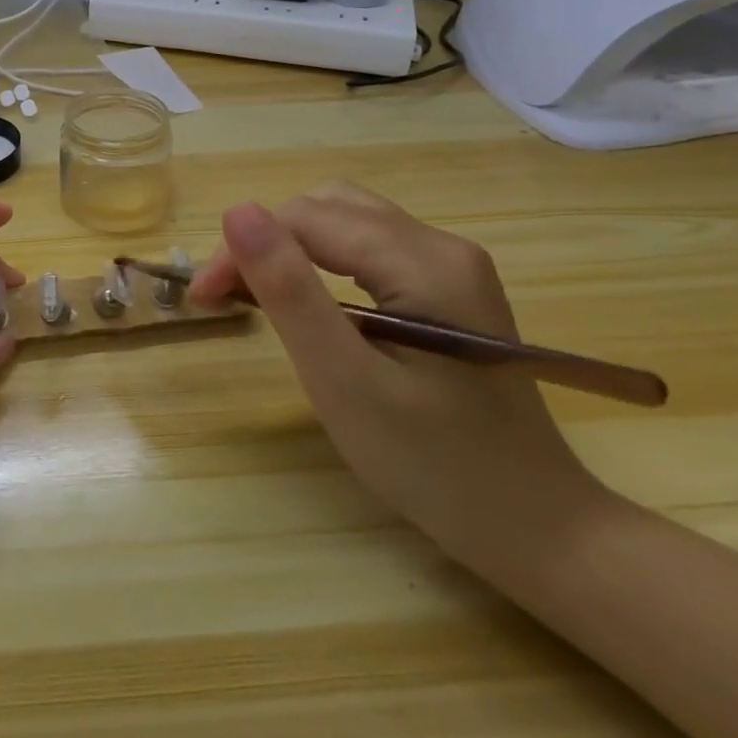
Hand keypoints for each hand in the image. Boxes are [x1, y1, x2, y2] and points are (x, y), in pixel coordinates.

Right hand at [189, 181, 601, 568]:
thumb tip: (238, 211)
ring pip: (345, 223)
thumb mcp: (344, 380)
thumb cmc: (432, 464)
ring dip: (289, 247)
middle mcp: (442, 246)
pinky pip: (368, 250)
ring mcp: (451, 266)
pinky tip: (307, 302)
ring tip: (254, 295)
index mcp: (424, 262)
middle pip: (327, 209)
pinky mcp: (448, 289)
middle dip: (265, 242)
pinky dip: (320, 263)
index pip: (307, 219)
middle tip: (224, 297)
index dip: (244, 248)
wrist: (534, 528)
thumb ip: (289, 291)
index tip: (203, 299)